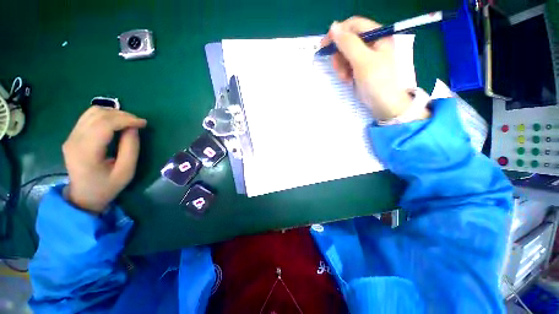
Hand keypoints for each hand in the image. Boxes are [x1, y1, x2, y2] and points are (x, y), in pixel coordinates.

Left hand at [62, 106, 146, 212]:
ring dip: (114, 113)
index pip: (104, 124)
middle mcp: (74, 140)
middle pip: (98, 115)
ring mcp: (71, 136)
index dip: (126, 120)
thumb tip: (133, 128)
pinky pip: (89, 117)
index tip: (143, 123)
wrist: (83, 196)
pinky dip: (106, 116)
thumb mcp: (126, 171)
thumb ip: (131, 148)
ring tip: (129, 122)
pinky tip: (116, 123)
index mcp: (86, 151)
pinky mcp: (72, 135)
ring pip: (92, 112)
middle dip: (122, 115)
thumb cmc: (107, 186)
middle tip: (138, 122)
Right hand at [321, 16, 428, 120]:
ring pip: (346, 54)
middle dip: (340, 55)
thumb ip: (348, 43)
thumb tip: (333, 26)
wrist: (385, 105)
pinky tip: (347, 80)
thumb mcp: (362, 61)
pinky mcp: (362, 69)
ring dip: (341, 66)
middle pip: (348, 40)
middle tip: (337, 68)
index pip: (354, 25)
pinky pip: (348, 65)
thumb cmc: (377, 82)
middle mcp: (373, 43)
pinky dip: (345, 72)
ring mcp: (367, 57)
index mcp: (378, 35)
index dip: (338, 33)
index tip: (324, 46)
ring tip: (345, 78)